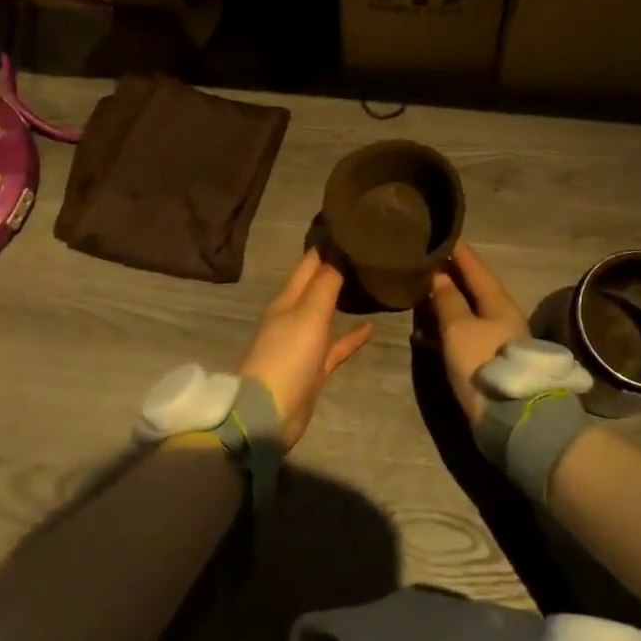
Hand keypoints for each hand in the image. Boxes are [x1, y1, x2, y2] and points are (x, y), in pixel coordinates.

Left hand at [237, 250, 372, 447]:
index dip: (326, 245)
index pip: (309, 263)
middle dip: (336, 268)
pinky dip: (351, 336)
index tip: (349, 227)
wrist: (269, 413)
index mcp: (288, 299)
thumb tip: (340, 249)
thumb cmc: (288, 354)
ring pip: (326, 314)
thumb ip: (326, 282)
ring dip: (342, 300)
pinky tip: (371, 328)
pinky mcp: (313, 368)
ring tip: (368, 283)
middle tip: (364, 251)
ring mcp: (303, 343)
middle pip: (317, 286)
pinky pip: (335, 345)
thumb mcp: (309, 313)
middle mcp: (294, 316)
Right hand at [424, 242, 530, 427]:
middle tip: (426, 262)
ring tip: (421, 292)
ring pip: (468, 312)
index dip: (459, 251)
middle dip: (451, 275)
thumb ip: (448, 301)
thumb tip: (439, 276)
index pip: (476, 267)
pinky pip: (464, 334)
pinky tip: (426, 331)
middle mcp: (502, 316)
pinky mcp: (489, 362)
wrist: (512, 418)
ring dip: (447, 302)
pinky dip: (446, 328)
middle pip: (474, 289)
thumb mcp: (459, 329)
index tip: (442, 234)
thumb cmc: (484, 363)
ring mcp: (497, 340)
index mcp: (498, 301)